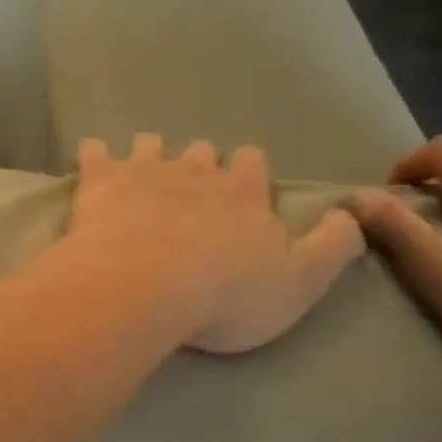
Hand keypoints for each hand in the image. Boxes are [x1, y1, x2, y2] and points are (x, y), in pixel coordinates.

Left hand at [67, 134, 364, 353]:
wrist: (144, 287)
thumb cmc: (224, 296)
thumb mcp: (300, 284)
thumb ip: (332, 247)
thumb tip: (349, 215)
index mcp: (243, 193)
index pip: (254, 163)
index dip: (248, 174)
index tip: (241, 193)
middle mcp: (196, 171)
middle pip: (203, 152)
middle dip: (199, 167)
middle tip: (189, 197)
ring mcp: (145, 170)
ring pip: (151, 145)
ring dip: (149, 157)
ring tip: (141, 180)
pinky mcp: (101, 179)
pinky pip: (94, 151)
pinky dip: (94, 156)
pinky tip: (91, 166)